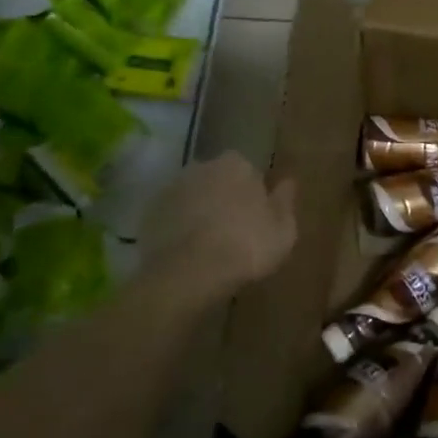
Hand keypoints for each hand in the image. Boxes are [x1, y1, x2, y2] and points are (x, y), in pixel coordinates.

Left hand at [141, 153, 297, 298]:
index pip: (248, 172)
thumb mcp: (283, 230)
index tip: (256, 218)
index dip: (252, 195)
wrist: (190, 273)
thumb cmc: (246, 246)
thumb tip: (289, 182)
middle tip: (232, 231)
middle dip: (223, 198)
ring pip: (193, 197)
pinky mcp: (149, 212)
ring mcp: (172, 188)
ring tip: (207, 245)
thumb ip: (285, 202)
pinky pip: (171, 217)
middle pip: (218, 180)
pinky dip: (177, 228)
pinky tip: (186, 252)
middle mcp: (202, 166)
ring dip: (199, 212)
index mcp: (237, 164)